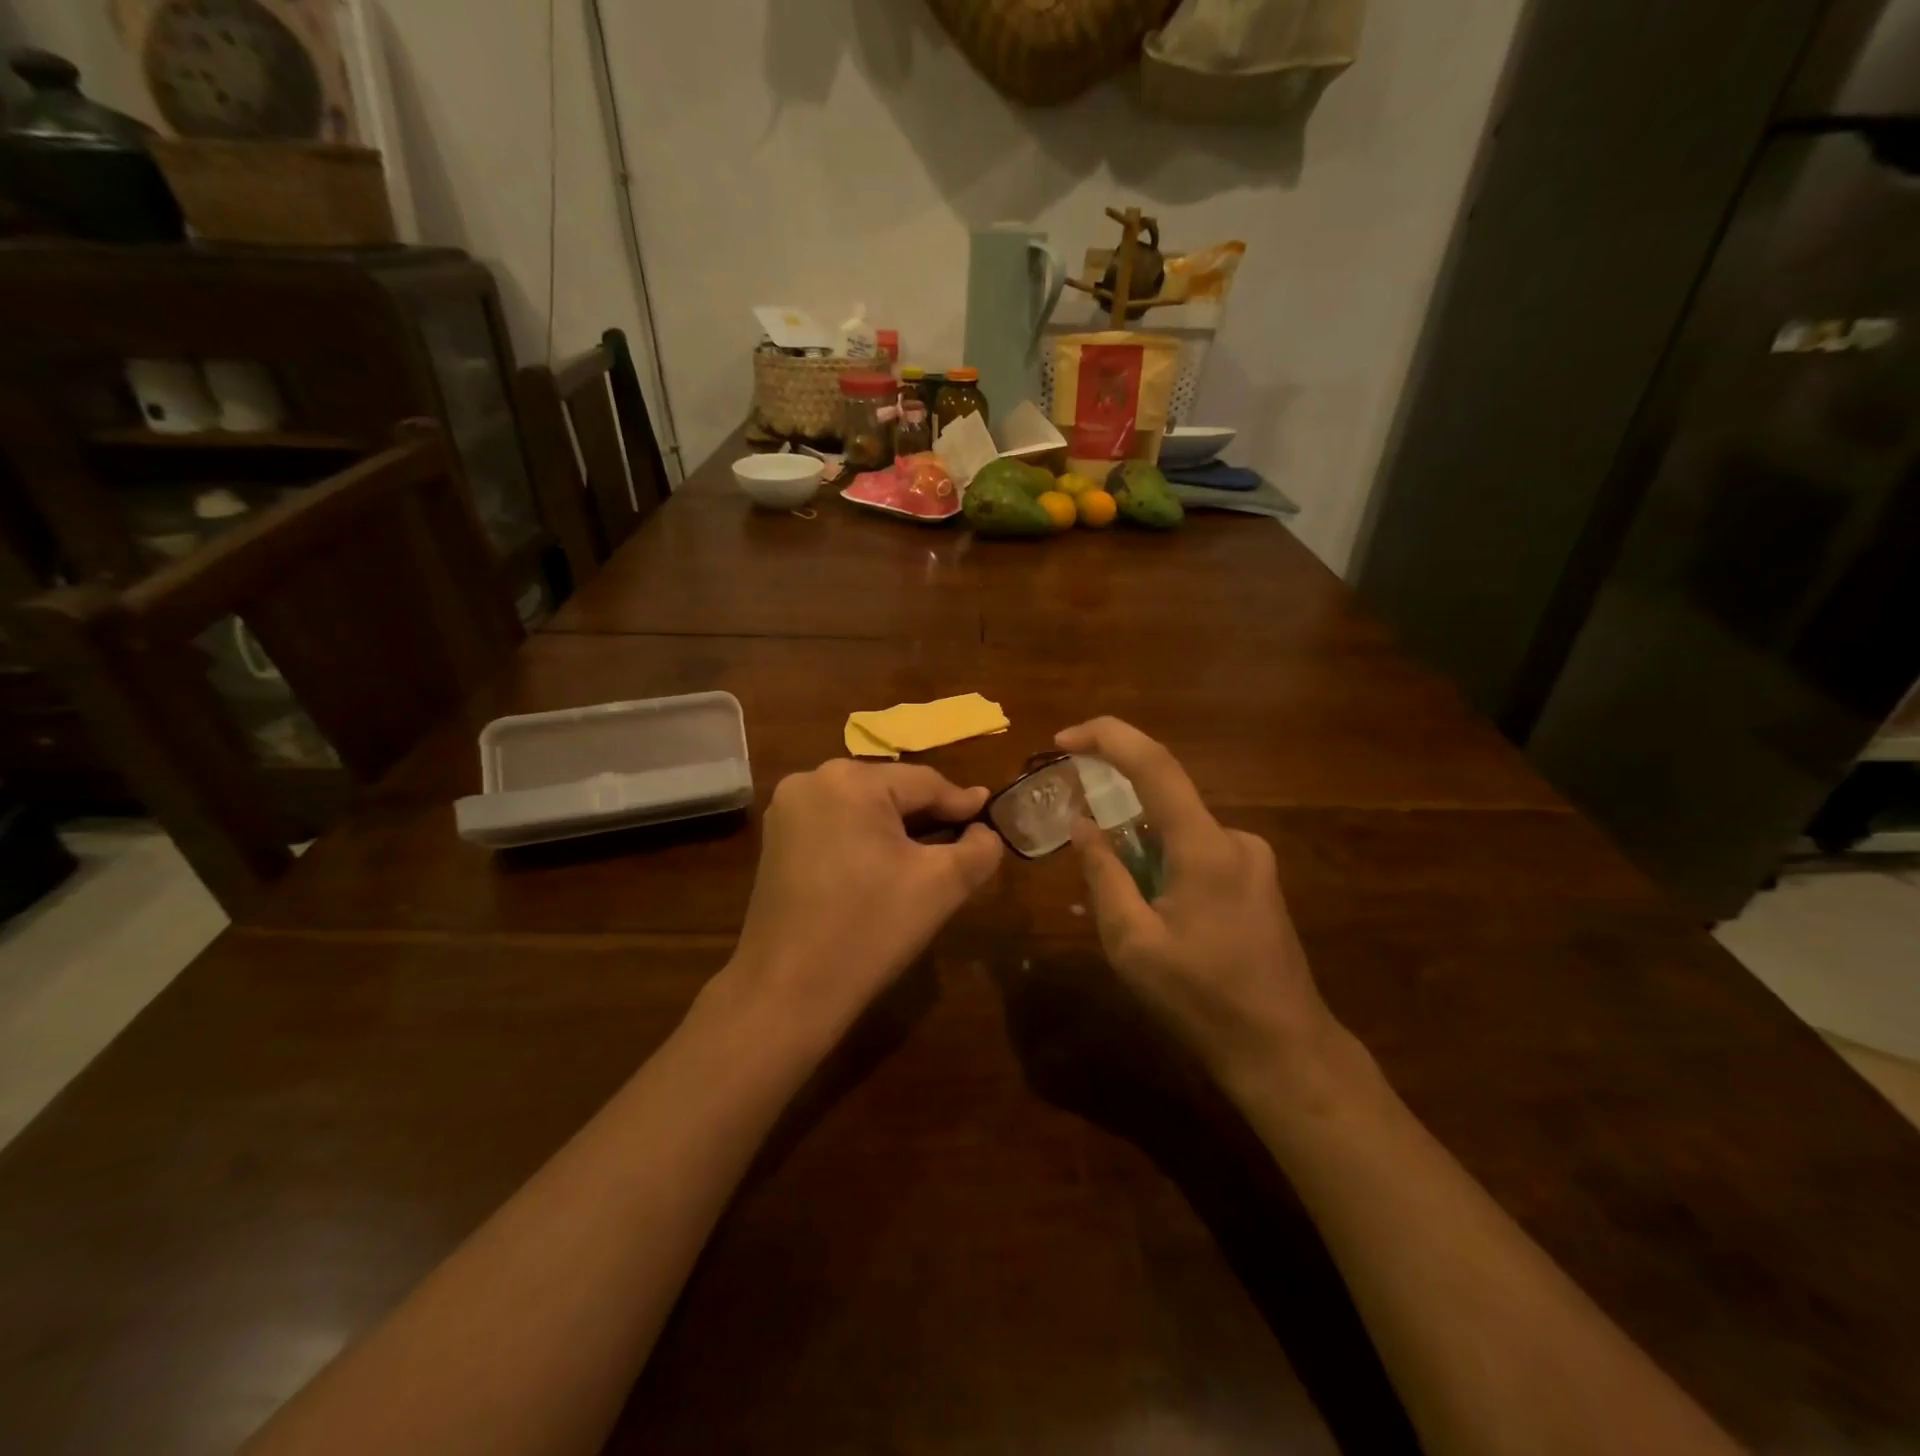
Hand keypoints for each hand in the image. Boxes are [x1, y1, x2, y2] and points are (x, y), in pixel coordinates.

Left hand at [729, 759, 1003, 1036]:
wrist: (787, 992)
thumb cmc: (870, 930)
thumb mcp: (941, 885)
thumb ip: (979, 848)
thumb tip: (984, 830)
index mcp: (850, 780)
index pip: (924, 783)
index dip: (962, 804)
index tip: (990, 816)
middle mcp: (812, 780)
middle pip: (891, 791)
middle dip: (927, 817)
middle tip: (962, 843)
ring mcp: (786, 810)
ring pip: (862, 809)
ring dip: (895, 829)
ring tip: (927, 856)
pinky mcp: (775, 840)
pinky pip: (835, 826)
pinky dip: (863, 841)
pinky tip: (881, 869)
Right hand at [1055, 717, 1339, 1098]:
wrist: (1284, 1050)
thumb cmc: (1201, 1000)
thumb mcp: (1133, 943)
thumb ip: (1104, 875)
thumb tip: (1082, 824)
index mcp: (1204, 847)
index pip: (1154, 764)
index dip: (1107, 737)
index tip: (1063, 739)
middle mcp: (1235, 838)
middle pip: (1164, 798)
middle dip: (1117, 810)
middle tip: (1083, 848)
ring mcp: (1254, 858)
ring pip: (1179, 830)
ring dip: (1142, 848)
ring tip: (1127, 908)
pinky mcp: (1258, 879)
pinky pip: (1199, 851)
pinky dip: (1166, 863)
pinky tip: (1161, 915)